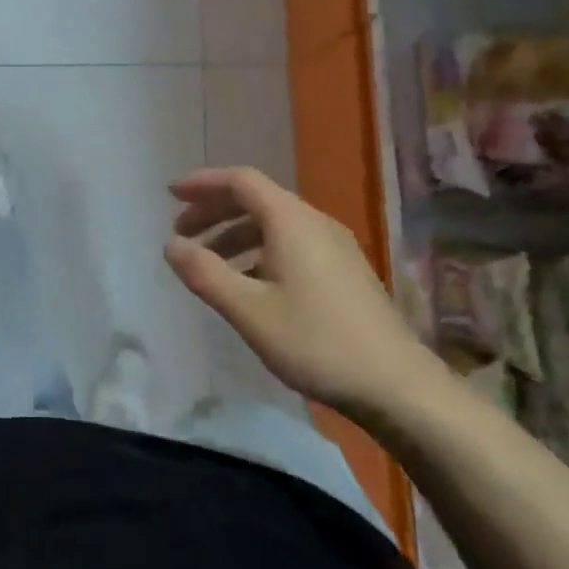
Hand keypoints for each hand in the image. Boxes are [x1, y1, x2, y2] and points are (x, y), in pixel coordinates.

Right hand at [163, 167, 446, 421]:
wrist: (398, 386)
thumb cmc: (316, 342)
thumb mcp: (248, 310)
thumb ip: (205, 273)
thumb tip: (171, 245)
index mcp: (291, 221)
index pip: (241, 181)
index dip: (203, 183)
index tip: (171, 195)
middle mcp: (315, 223)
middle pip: (257, 199)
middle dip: (214, 211)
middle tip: (182, 233)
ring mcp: (335, 247)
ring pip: (274, 224)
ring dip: (235, 234)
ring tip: (209, 263)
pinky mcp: (344, 271)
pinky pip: (291, 243)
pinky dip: (259, 251)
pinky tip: (248, 284)